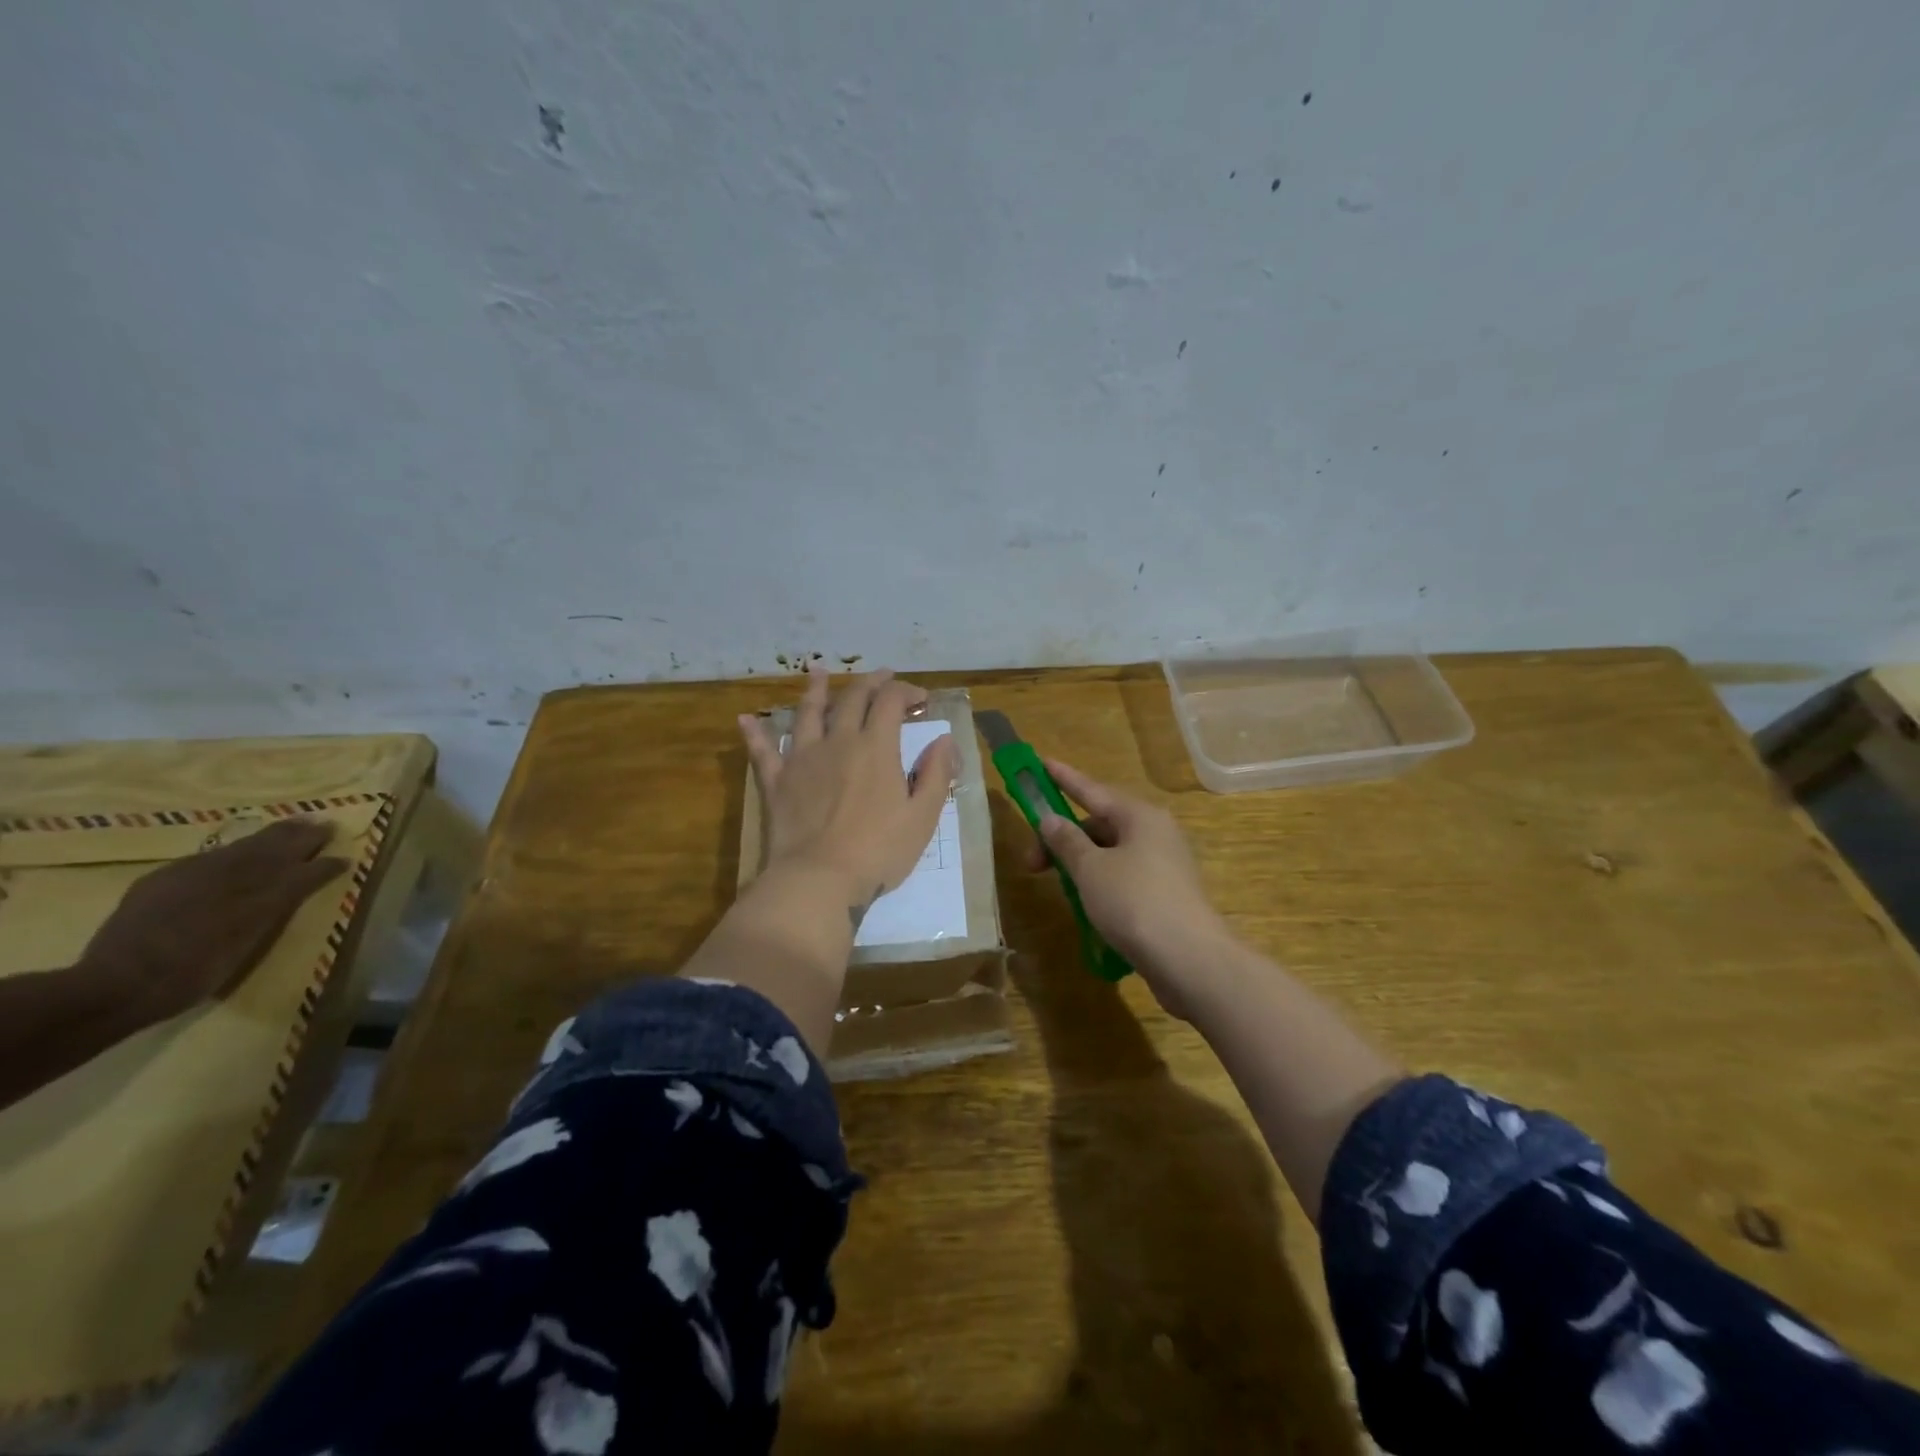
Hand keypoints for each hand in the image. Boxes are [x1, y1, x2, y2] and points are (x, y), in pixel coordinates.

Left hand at [80, 819, 349, 1023]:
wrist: (114, 987)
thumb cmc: (190, 977)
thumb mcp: (246, 946)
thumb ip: (273, 911)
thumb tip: (295, 886)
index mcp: (258, 897)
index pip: (300, 873)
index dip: (323, 865)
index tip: (345, 858)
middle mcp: (231, 876)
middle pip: (274, 850)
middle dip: (301, 837)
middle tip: (324, 824)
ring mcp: (193, 875)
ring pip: (244, 847)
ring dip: (273, 835)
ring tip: (294, 824)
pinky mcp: (162, 880)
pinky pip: (212, 856)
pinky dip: (236, 848)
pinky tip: (240, 848)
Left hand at [739, 664, 957, 922]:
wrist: (819, 879)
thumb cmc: (879, 851)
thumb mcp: (923, 816)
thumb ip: (936, 774)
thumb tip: (944, 739)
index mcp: (875, 747)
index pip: (890, 701)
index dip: (907, 691)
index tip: (921, 699)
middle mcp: (837, 741)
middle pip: (852, 698)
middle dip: (870, 683)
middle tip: (882, 677)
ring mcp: (802, 758)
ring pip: (808, 713)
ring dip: (816, 690)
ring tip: (819, 672)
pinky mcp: (776, 781)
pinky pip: (763, 751)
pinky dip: (755, 733)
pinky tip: (745, 719)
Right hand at [1024, 759, 1232, 1015]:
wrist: (1189, 960)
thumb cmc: (1134, 902)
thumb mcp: (1090, 869)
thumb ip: (1066, 841)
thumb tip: (1050, 819)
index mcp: (1139, 816)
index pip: (1092, 789)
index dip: (1063, 778)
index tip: (1041, 763)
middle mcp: (1155, 833)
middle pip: (1099, 825)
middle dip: (1063, 839)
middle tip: (1032, 864)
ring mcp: (1163, 865)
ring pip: (1110, 854)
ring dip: (1080, 865)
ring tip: (1059, 889)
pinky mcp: (1166, 895)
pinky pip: (1123, 878)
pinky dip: (1100, 885)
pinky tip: (1086, 908)